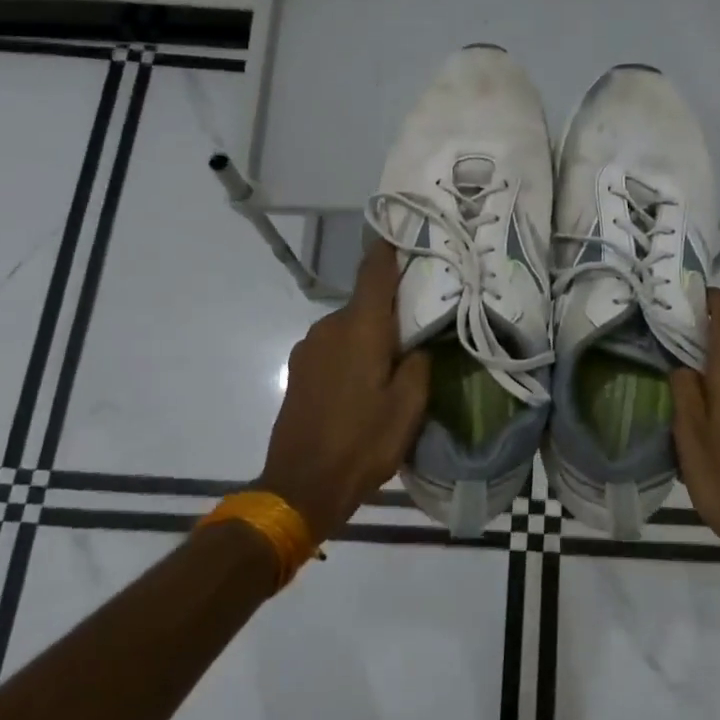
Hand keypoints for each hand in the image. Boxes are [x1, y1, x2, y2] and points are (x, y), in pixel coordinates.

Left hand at [258, 239, 430, 542]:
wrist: (299, 487)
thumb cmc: (362, 443)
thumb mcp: (408, 407)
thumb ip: (419, 365)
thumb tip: (418, 346)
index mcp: (360, 328)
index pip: (374, 272)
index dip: (389, 248)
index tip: (405, 232)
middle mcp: (330, 327)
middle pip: (366, 303)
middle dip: (391, 309)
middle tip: (421, 324)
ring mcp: (308, 348)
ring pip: (349, 328)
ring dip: (371, 336)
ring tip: (394, 362)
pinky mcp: (298, 370)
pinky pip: (333, 347)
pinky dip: (352, 353)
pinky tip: (364, 384)